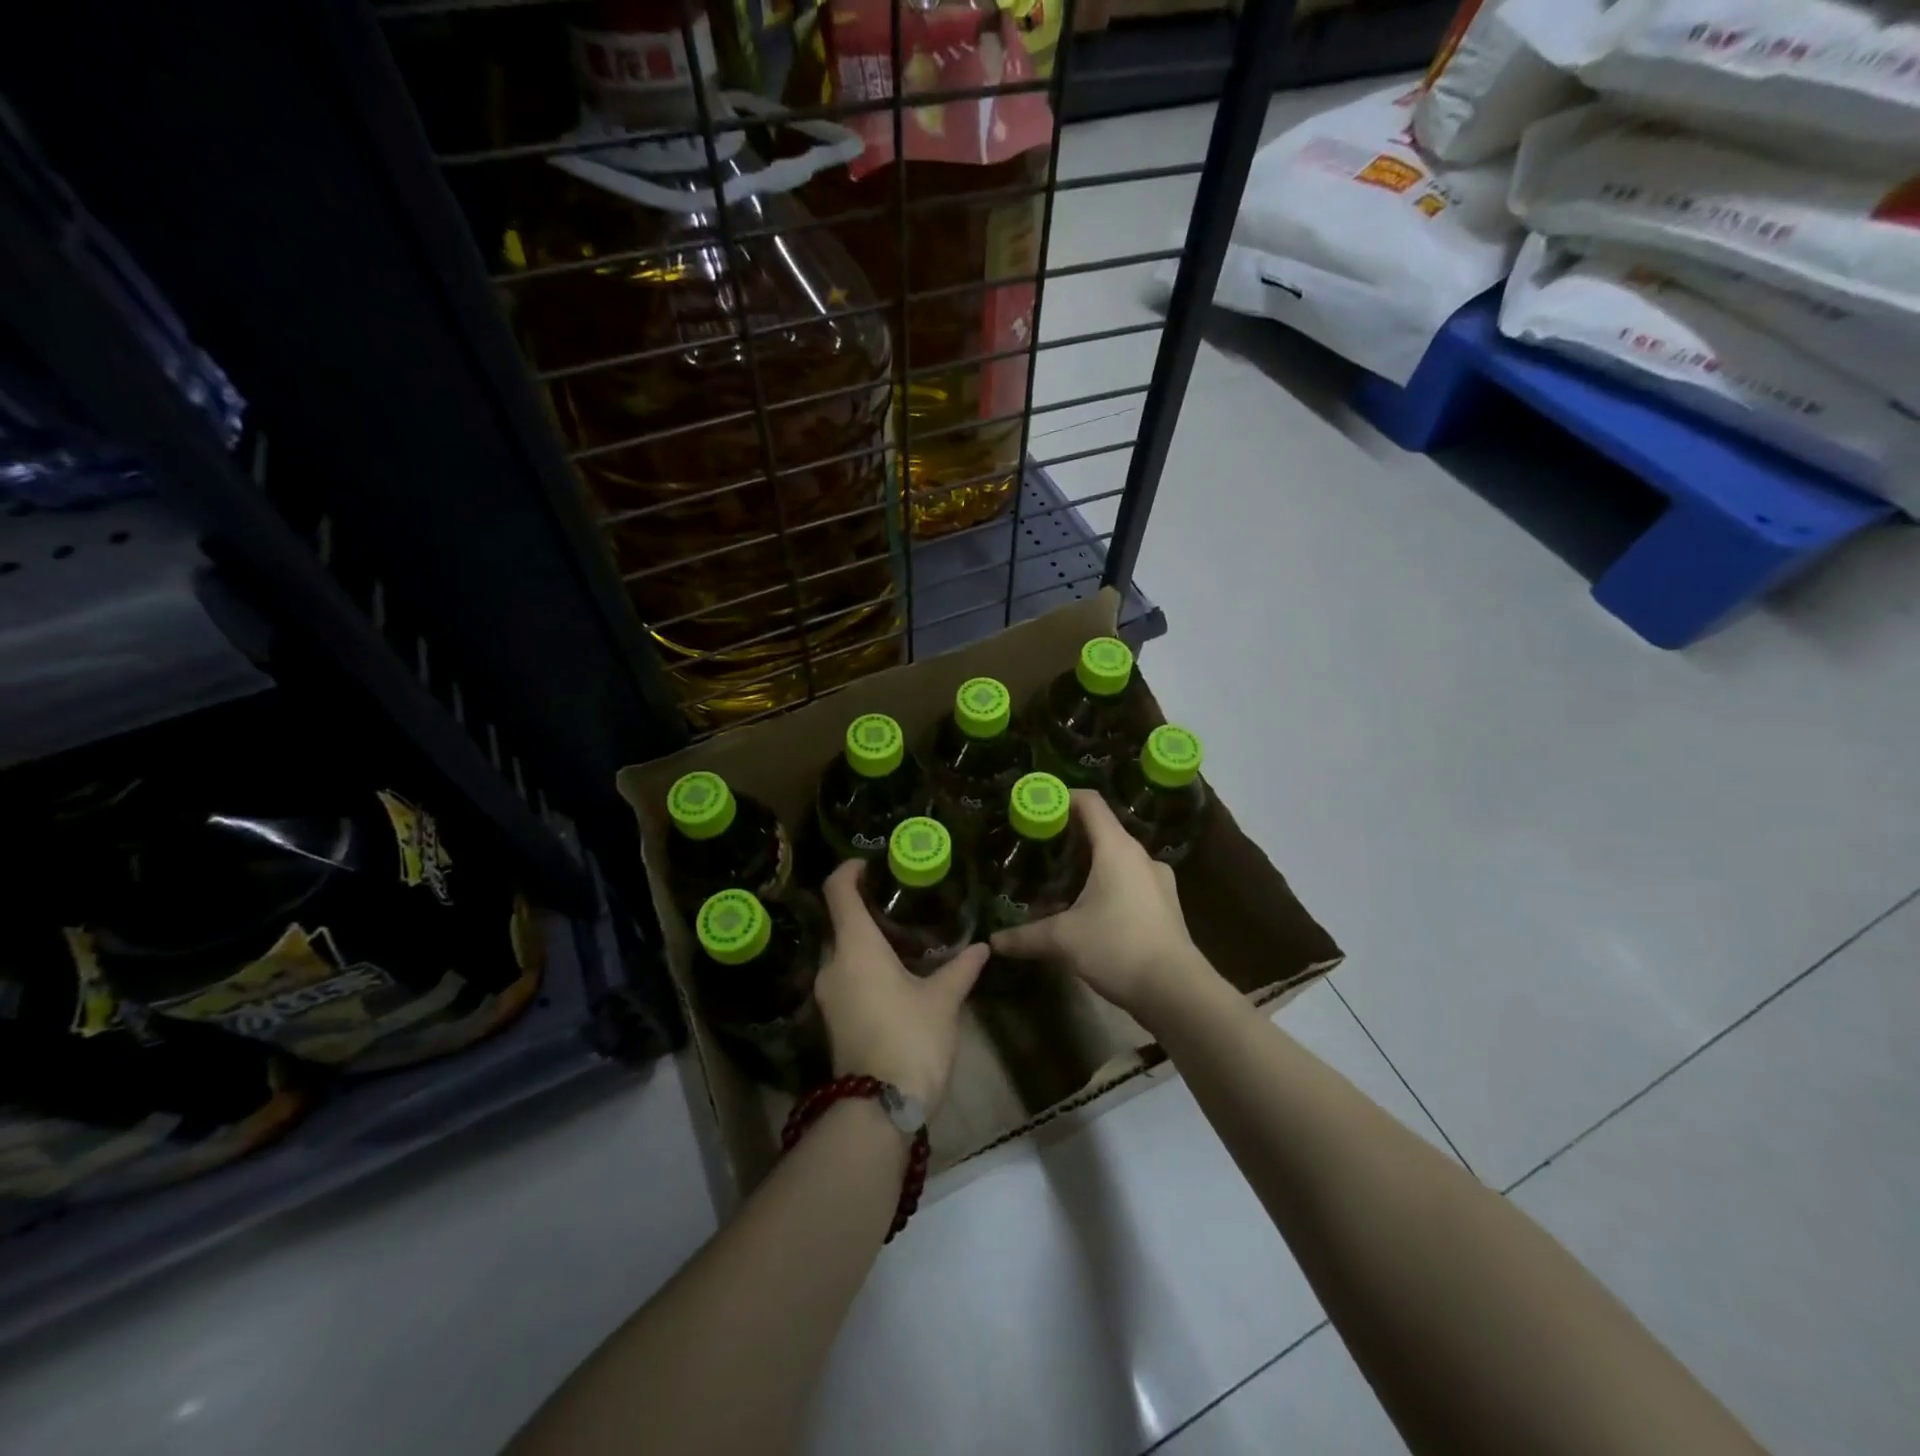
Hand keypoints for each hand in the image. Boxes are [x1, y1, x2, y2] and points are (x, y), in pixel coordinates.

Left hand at [815, 860, 987, 1112]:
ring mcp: (827, 994)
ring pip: (842, 952)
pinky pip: (844, 976)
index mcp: (856, 947)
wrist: (878, 1109)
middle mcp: (833, 964)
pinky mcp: (831, 1019)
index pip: (838, 892)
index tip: (869, 863)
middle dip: (865, 908)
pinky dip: (863, 966)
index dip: (849, 870)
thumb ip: (961, 968)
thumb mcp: (943, 1000)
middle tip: (900, 902)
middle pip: (840, 922)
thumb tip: (982, 946)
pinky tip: (893, 975)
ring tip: (902, 938)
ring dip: (865, 941)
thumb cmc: (911, 1039)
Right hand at [989, 790, 1214, 1020]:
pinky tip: (1089, 909)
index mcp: (1117, 849)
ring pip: (1117, 859)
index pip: (1090, 803)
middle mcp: (1141, 856)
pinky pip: (1130, 881)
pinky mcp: (1165, 905)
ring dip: (1089, 865)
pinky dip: (1107, 885)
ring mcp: (1158, 881)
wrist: (1177, 991)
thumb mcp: (1064, 939)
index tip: (1037, 805)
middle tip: (1039, 849)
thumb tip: (994, 942)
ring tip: (1060, 882)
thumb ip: (1026, 936)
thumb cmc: (1118, 947)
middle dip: (1070, 836)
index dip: (1063, 796)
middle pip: (1102, 830)